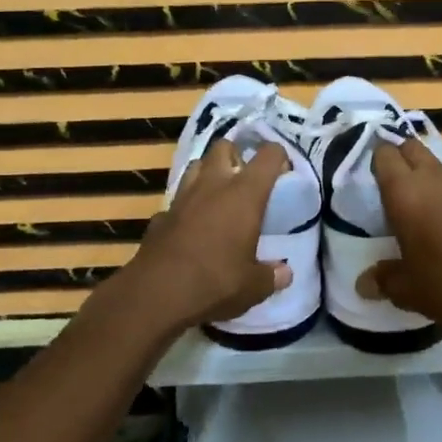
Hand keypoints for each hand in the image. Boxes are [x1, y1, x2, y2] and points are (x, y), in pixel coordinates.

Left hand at [102, 139, 291, 334]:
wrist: (156, 295)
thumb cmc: (215, 282)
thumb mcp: (253, 286)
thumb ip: (272, 275)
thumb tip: (285, 273)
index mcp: (244, 194)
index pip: (268, 155)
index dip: (279, 157)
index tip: (283, 173)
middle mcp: (213, 185)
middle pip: (223, 146)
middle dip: (236, 155)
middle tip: (245, 181)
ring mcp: (182, 198)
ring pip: (196, 166)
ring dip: (208, 174)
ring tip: (218, 196)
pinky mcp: (160, 215)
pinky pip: (177, 201)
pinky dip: (187, 207)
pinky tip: (191, 227)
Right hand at [358, 137, 441, 327]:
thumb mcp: (408, 290)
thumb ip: (384, 280)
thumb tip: (364, 283)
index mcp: (404, 192)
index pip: (384, 155)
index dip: (377, 157)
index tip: (373, 170)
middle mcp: (434, 177)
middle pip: (414, 148)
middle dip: (404, 157)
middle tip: (398, 182)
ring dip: (435, 178)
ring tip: (434, 205)